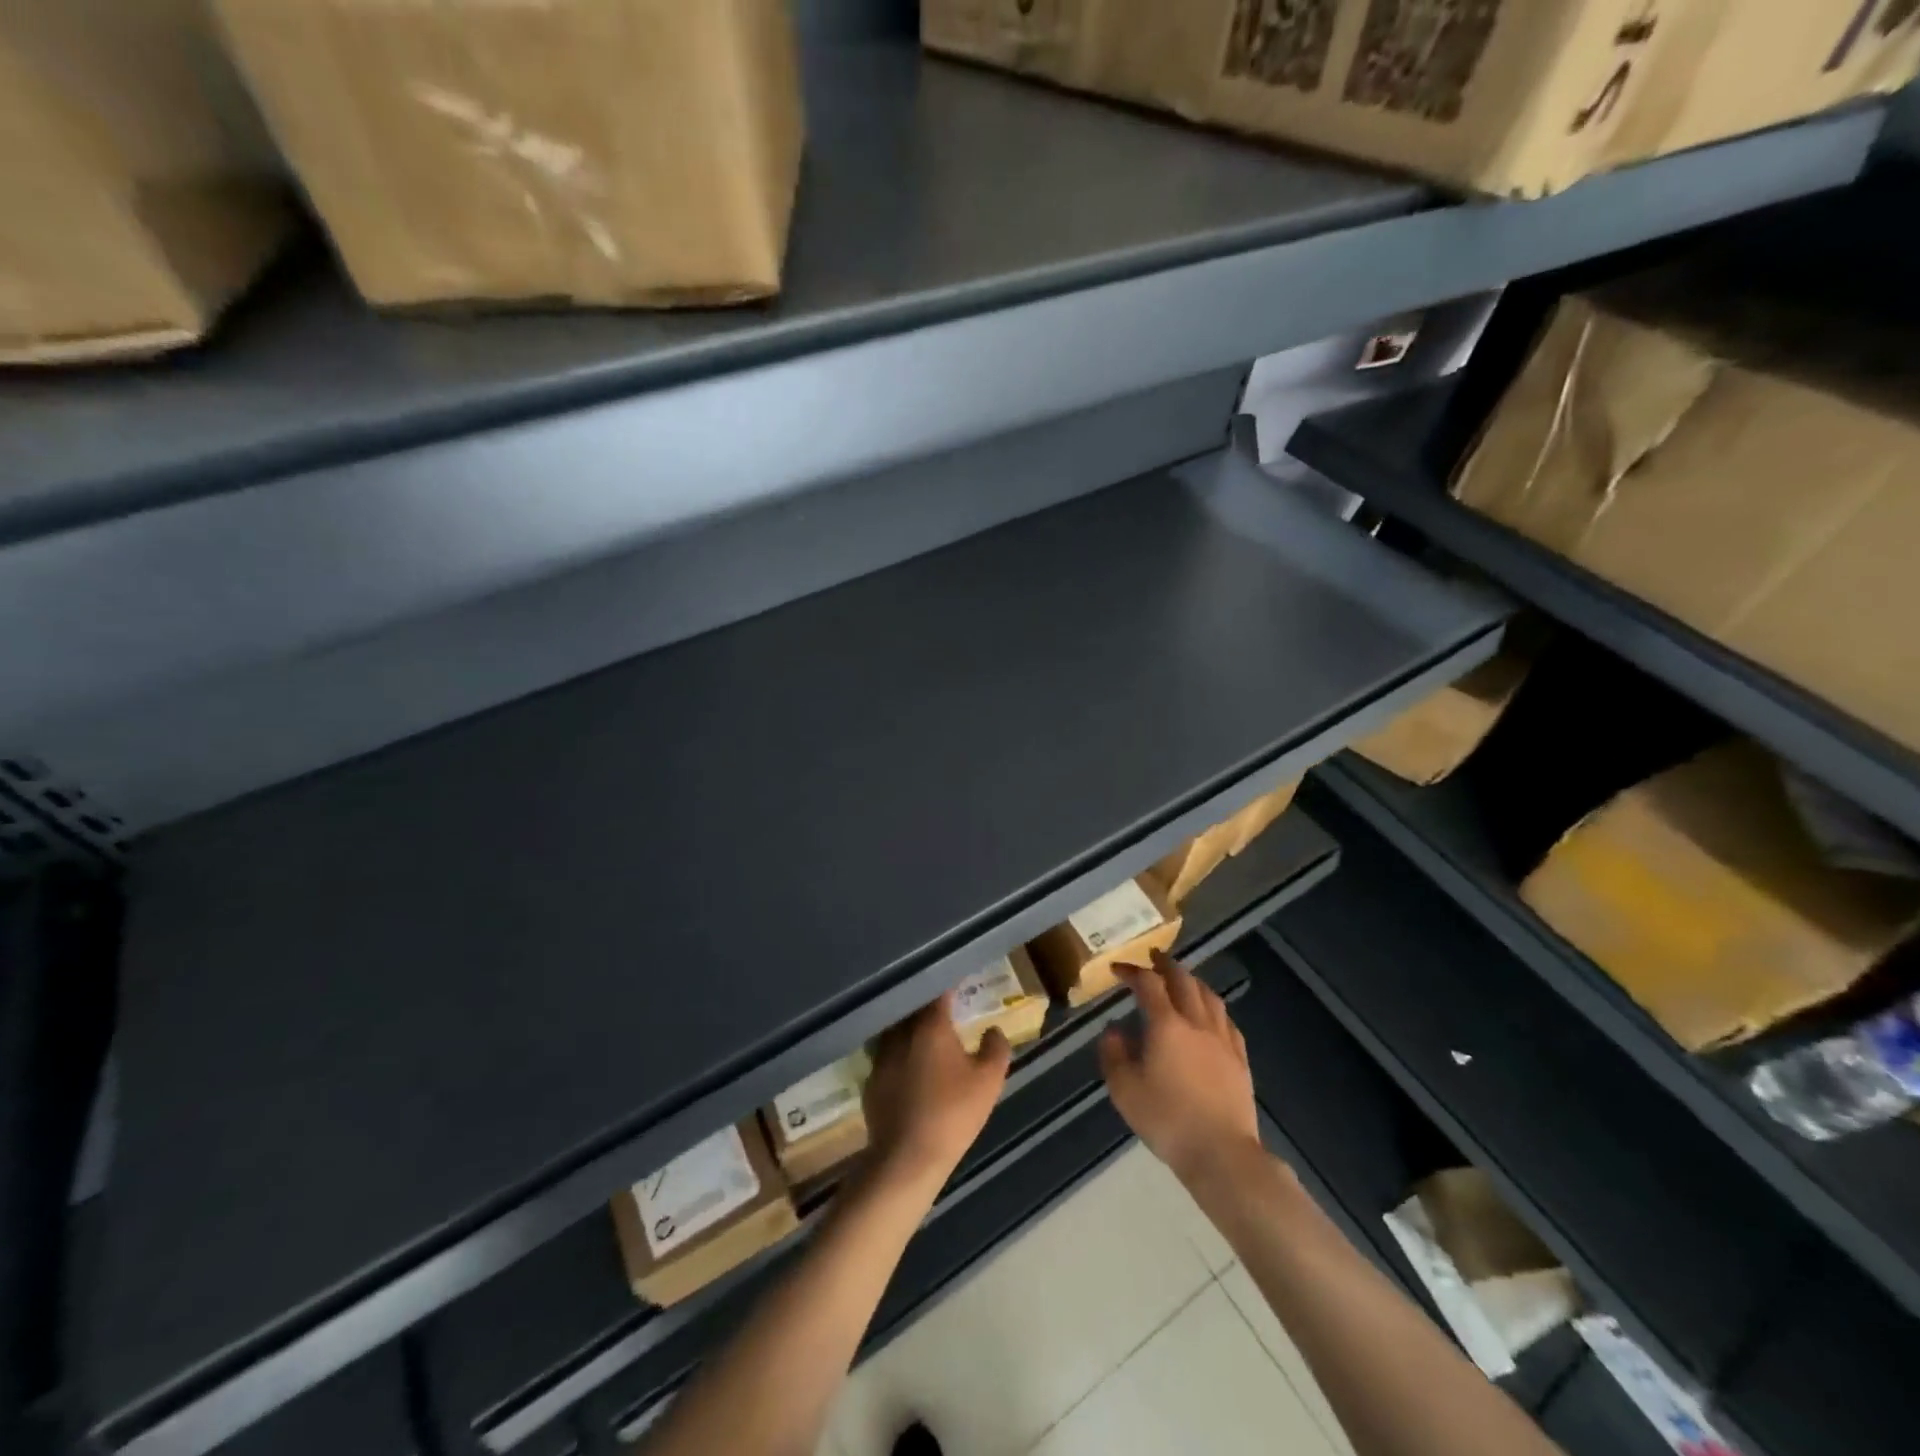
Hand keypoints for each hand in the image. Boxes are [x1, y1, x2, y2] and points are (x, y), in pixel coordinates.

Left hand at [864, 994, 1010, 1189]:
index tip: (958, 980)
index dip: (949, 984)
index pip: (939, 991)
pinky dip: (899, 1056)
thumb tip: (993, 1030)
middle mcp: (901, 1033)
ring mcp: (881, 1057)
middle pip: (913, 1008)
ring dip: (910, 1029)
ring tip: (925, 1036)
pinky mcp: (870, 1082)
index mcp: (931, 1025)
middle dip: (927, 1005)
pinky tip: (909, 1070)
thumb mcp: (989, 1081)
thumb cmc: (953, 1113)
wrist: (907, 1159)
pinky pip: (887, 1058)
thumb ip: (995, 1049)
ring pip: (896, 1031)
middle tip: (944, 1008)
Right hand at [1100, 951, 1261, 1186]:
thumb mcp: (1124, 1090)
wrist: (1221, 1153)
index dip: (1132, 971)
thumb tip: (1113, 1030)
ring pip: (1210, 996)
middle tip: (1153, 958)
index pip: (1148, 984)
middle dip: (1166, 965)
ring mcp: (1222, 1040)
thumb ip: (1113, 1054)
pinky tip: (1211, 1016)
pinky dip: (1214, 1008)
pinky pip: (1227, 1022)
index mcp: (1166, 1025)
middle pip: (1184, 980)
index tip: (1118, 969)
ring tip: (1182, 979)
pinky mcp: (1240, 1059)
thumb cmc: (1167, 1119)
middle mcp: (1196, 1023)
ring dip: (1192, 981)